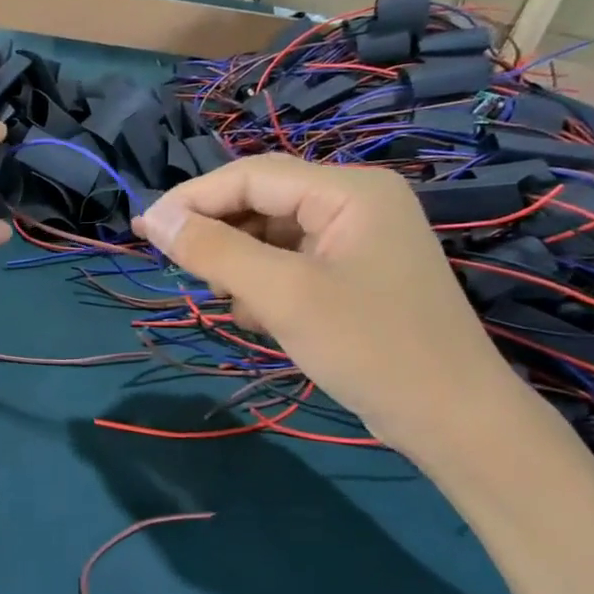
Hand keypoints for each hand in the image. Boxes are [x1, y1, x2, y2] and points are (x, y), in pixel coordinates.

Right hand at [133, 155, 530, 460]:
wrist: (450, 418)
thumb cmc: (369, 347)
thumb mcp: (283, 295)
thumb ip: (215, 251)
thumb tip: (152, 219)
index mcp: (349, 190)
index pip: (252, 175)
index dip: (192, 199)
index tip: (142, 230)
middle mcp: (356, 204)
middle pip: (263, 203)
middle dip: (220, 237)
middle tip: (183, 273)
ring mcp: (358, 242)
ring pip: (273, 238)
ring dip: (241, 267)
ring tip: (230, 302)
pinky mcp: (355, 277)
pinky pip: (293, 266)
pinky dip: (267, 287)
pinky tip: (261, 320)